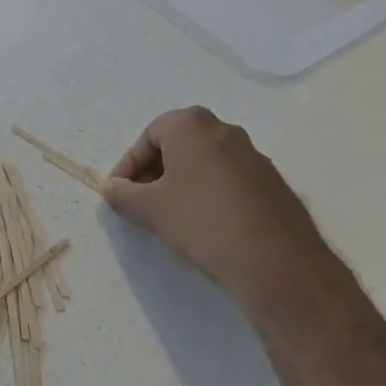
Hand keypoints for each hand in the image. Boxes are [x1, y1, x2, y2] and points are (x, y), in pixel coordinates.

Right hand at [103, 106, 332, 305]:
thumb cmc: (201, 220)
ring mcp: (253, 155)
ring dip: (182, 182)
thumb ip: (123, 195)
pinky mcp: (272, 181)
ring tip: (171, 215)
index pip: (149, 135)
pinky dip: (209, 192)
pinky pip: (229, 178)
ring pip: (205, 161)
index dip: (128, 164)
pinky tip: (205, 224)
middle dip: (155, 171)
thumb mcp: (150, 209)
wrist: (274, 259)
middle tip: (142, 200)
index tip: (120, 191)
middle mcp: (225, 130)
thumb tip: (111, 189)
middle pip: (178, 144)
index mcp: (192, 126)